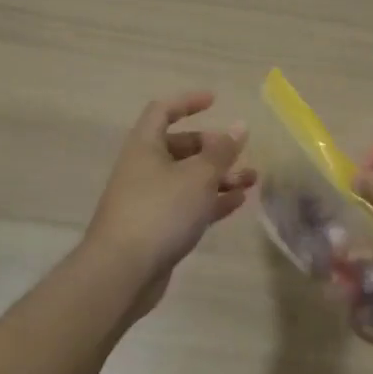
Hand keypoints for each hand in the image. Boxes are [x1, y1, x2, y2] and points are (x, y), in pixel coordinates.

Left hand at [82, 91, 255, 310]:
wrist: (121, 272)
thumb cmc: (160, 211)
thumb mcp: (198, 176)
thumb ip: (221, 152)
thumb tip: (239, 126)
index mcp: (145, 146)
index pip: (163, 111)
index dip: (188, 102)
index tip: (215, 101)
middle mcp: (143, 168)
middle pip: (179, 147)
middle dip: (212, 148)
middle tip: (239, 154)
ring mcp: (148, 200)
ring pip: (187, 179)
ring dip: (218, 177)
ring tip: (251, 180)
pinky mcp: (155, 229)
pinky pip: (187, 206)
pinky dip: (210, 201)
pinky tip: (237, 202)